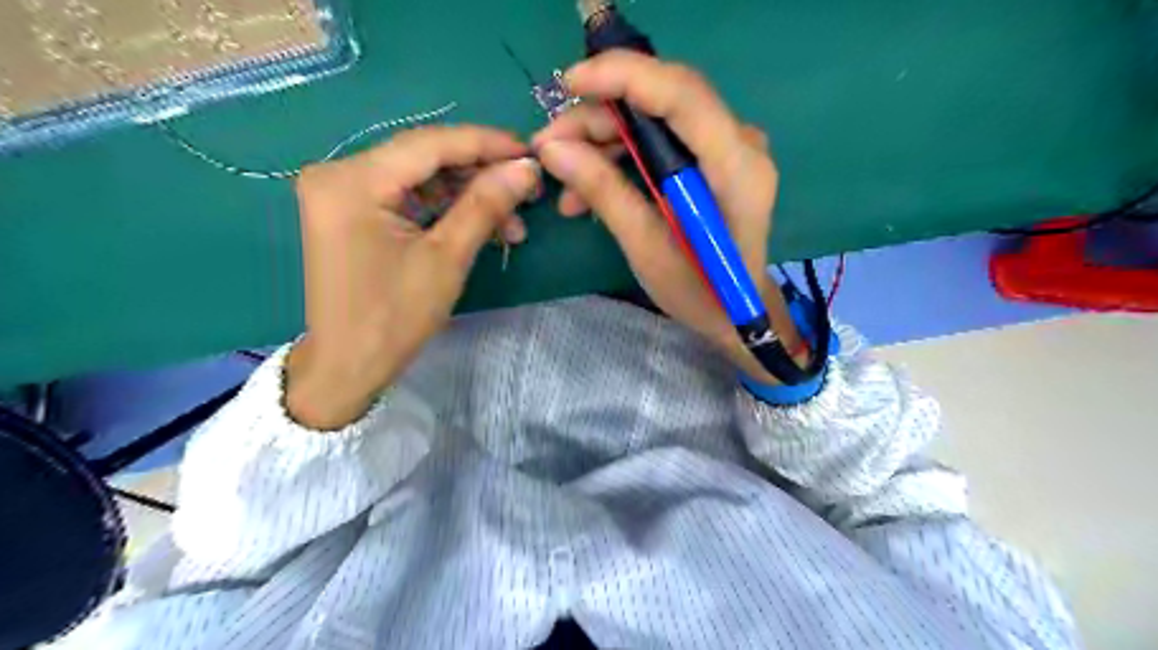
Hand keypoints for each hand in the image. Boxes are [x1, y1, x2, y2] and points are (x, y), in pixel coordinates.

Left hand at [289, 128, 543, 432]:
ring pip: (420, 177)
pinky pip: (407, 195)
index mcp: (351, 181)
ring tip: (511, 223)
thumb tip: (527, 169)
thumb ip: (486, 205)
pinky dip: (445, 208)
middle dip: (480, 173)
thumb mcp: (447, 259)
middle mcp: (338, 173)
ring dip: (468, 195)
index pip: (429, 144)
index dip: (485, 144)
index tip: (530, 151)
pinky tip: (480, 224)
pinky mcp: (351, 210)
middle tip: (527, 191)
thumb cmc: (394, 318)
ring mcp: (342, 191)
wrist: (348, 365)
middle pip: (424, 157)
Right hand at [530, 53, 797, 385]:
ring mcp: (729, 149)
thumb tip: (552, 149)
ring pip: (656, 119)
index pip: (680, 93)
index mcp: (735, 166)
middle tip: (549, 144)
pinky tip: (589, 186)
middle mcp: (740, 143)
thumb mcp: (646, 247)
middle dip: (599, 115)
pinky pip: (662, 141)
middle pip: (663, 100)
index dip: (622, 76)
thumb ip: (604, 191)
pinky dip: (622, 156)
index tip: (567, 84)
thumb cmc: (699, 292)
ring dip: (604, 140)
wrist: (736, 313)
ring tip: (563, 177)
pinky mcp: (714, 161)